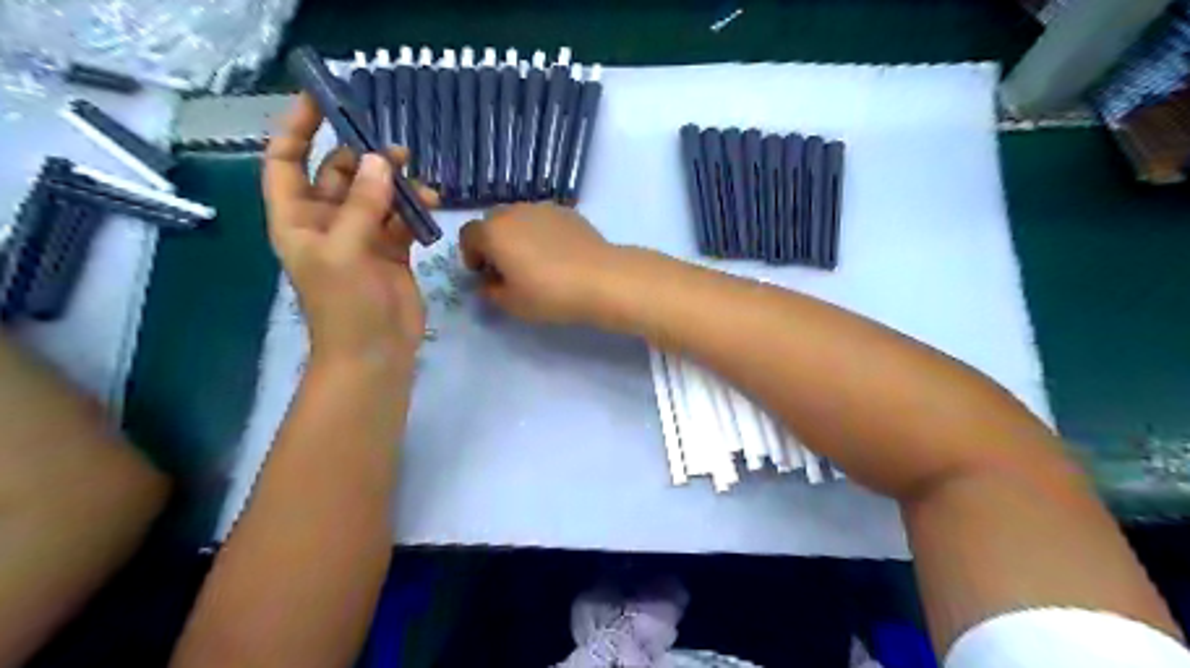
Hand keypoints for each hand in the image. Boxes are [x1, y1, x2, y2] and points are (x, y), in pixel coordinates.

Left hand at [262, 94, 436, 370]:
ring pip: (375, 194)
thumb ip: (363, 205)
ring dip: (392, 181)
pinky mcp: (393, 251)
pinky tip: (430, 202)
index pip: (286, 162)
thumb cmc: (345, 305)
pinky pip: (401, 218)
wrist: (375, 352)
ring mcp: (362, 237)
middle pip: (338, 174)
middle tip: (392, 144)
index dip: (297, 129)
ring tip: (415, 173)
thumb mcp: (345, 251)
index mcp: (298, 220)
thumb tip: (381, 160)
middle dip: (360, 154)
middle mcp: (327, 223)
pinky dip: (414, 207)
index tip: (320, 100)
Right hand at [458, 203, 623, 326]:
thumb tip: (489, 282)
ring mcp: (544, 209)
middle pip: (494, 222)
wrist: (601, 278)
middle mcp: (515, 212)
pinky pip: (544, 221)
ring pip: (520, 219)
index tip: (483, 274)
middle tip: (506, 269)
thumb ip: (490, 291)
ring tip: (534, 262)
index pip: (468, 235)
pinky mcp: (569, 213)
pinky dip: (542, 234)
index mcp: (493, 231)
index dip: (470, 255)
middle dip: (493, 243)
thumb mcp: (511, 303)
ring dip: (518, 236)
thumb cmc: (549, 293)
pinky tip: (557, 256)